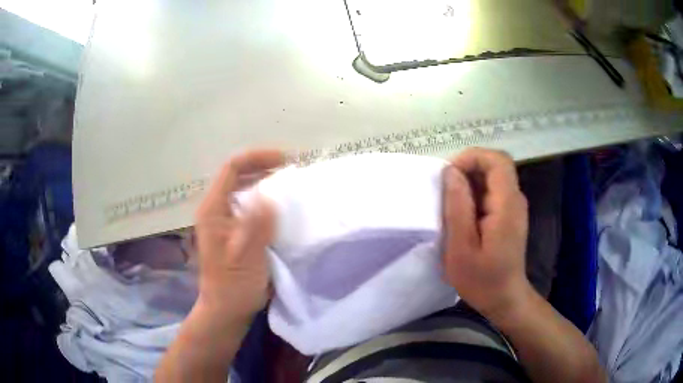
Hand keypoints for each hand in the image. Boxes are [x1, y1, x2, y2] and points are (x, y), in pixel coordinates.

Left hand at [194, 149, 283, 320]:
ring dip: (265, 182)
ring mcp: (224, 220)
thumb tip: (269, 194)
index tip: (285, 160)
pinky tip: (281, 207)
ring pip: (244, 189)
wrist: (226, 309)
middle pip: (238, 175)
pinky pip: (249, 205)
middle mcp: (216, 209)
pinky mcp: (234, 230)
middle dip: (263, 166)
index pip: (232, 168)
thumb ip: (256, 225)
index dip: (258, 158)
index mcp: (214, 209)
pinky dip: (266, 199)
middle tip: (291, 169)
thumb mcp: (246, 256)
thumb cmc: (234, 285)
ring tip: (289, 183)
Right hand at [441, 148, 530, 320]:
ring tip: (450, 205)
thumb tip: (451, 172)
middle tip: (444, 191)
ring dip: (469, 183)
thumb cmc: (482, 279)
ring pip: (491, 178)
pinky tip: (462, 215)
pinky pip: (491, 192)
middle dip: (467, 169)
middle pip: (494, 165)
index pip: (497, 160)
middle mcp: (515, 199)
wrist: (504, 299)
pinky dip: (474, 194)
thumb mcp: (461, 247)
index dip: (472, 157)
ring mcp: (514, 207)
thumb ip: (457, 207)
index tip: (449, 174)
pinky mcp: (509, 215)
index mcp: (507, 204)